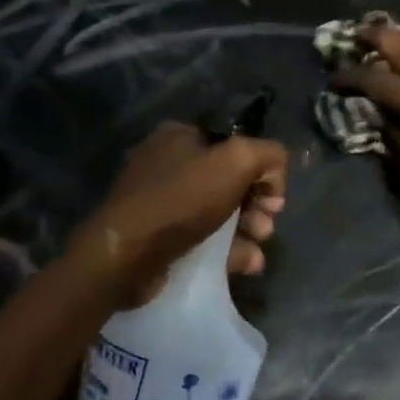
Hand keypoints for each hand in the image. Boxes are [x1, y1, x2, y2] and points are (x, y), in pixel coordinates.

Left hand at [75, 121, 287, 304]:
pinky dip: (228, 250)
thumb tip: (274, 175)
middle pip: (231, 181)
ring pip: (220, 213)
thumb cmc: (181, 200)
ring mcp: (162, 203)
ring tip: (257, 248)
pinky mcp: (159, 238)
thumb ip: (268, 155)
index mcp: (180, 136)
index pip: (236, 144)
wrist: (125, 256)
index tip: (273, 197)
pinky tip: (246, 263)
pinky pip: (204, 239)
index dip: (262, 170)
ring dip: (248, 230)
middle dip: (256, 204)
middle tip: (266, 224)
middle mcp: (169, 164)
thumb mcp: (237, 160)